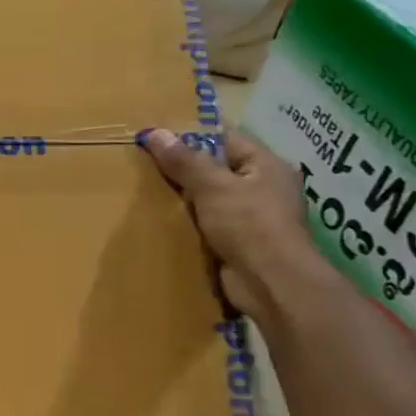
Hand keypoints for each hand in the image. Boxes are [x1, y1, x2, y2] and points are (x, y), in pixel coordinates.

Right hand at [140, 126, 325, 323]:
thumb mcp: (212, 186)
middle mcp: (264, 187)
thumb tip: (155, 133)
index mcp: (266, 166)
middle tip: (145, 163)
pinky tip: (163, 219)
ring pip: (210, 197)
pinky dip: (189, 220)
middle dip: (184, 167)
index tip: (157, 136)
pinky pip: (208, 222)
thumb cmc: (248, 224)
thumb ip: (184, 160)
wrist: (270, 282)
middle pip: (217, 167)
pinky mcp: (240, 241)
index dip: (192, 134)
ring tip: (146, 190)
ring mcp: (253, 216)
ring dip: (184, 196)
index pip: (227, 138)